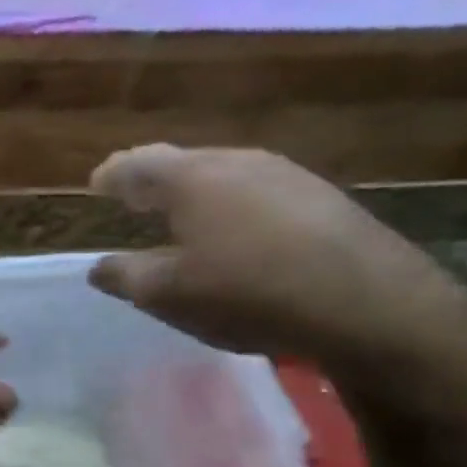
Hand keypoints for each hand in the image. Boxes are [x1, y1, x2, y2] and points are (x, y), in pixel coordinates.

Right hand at [87, 145, 466, 367]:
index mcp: (192, 178)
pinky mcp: (322, 197)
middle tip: (134, 197)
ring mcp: (287, 175)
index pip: (137, 164)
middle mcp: (238, 161)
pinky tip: (238, 231)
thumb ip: (125, 276)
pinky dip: (232, 204)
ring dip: (195, 191)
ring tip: (182, 214)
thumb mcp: (168, 295)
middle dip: (153, 179)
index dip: (112, 174)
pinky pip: (258, 191)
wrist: (370, 305)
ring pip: (224, 173)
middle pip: (182, 161)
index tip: (97, 184)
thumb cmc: (247, 293)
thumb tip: (99, 267)